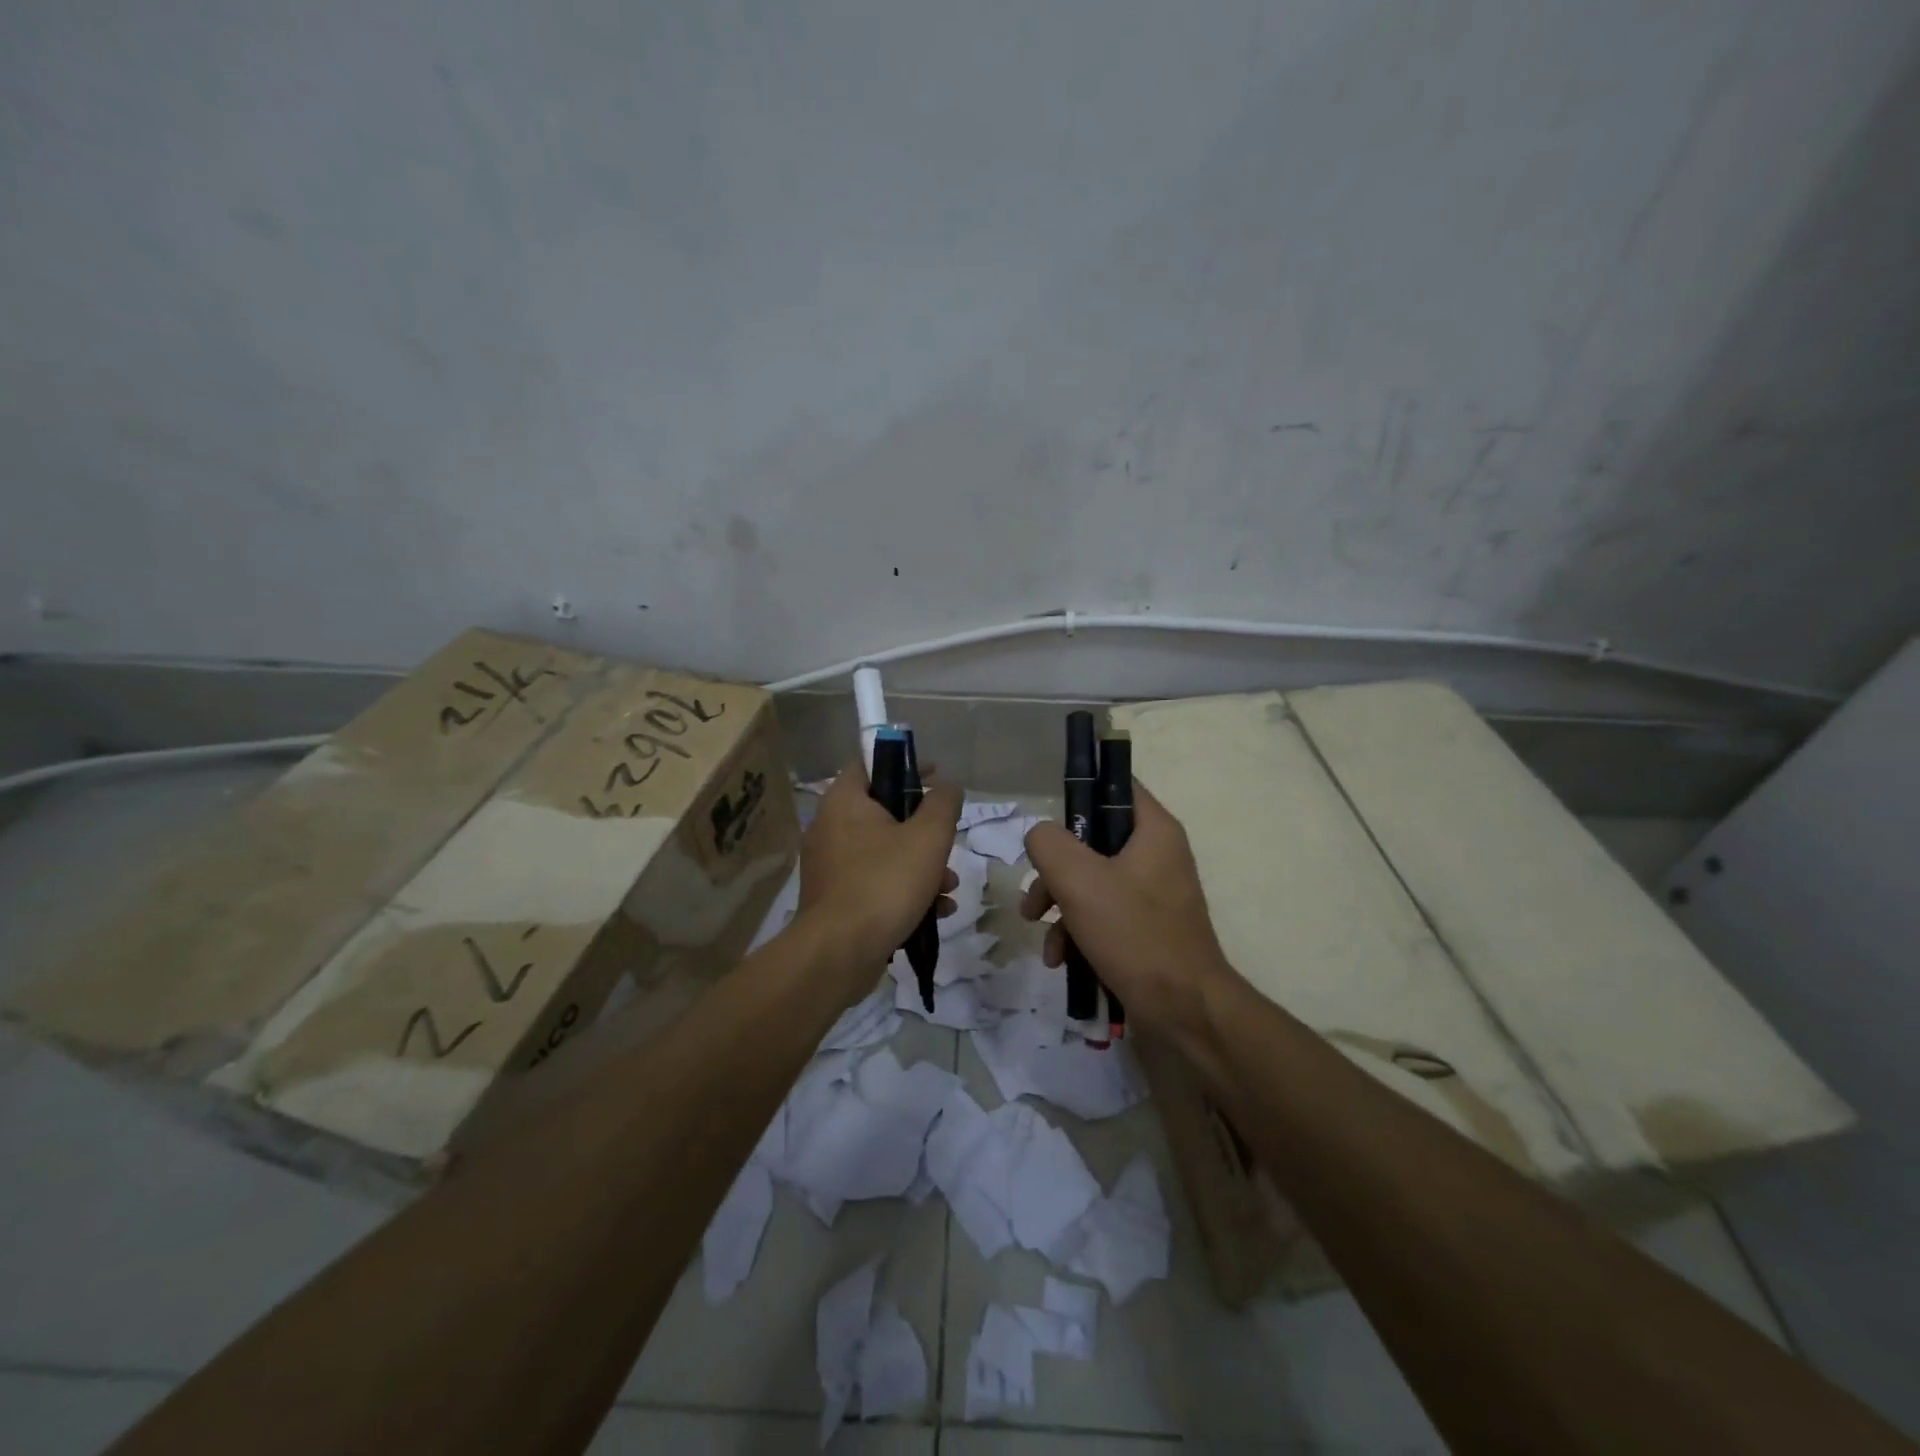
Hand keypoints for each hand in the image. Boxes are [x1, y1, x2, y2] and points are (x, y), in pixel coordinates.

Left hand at [797, 761, 960, 997]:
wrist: (839, 953)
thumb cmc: (885, 883)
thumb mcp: (928, 837)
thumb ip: (943, 804)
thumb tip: (947, 786)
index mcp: (844, 801)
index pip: (870, 763)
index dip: (905, 764)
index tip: (935, 777)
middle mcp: (829, 827)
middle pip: (883, 812)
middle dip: (923, 830)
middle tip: (946, 842)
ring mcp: (830, 866)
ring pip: (884, 852)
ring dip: (922, 866)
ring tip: (949, 887)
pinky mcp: (835, 899)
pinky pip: (875, 882)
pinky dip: (904, 890)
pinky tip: (935, 911)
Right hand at [1021, 781, 1234, 1050]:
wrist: (1184, 1010)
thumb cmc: (1134, 934)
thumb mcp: (1079, 880)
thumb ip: (1049, 843)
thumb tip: (1040, 836)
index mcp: (1153, 830)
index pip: (1115, 784)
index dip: (1078, 791)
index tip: (1046, 821)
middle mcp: (1156, 854)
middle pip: (1092, 839)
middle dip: (1055, 869)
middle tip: (1035, 896)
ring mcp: (1152, 893)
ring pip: (1091, 880)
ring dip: (1059, 905)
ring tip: (1039, 932)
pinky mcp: (1145, 927)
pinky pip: (1102, 913)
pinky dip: (1077, 930)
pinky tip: (1060, 959)